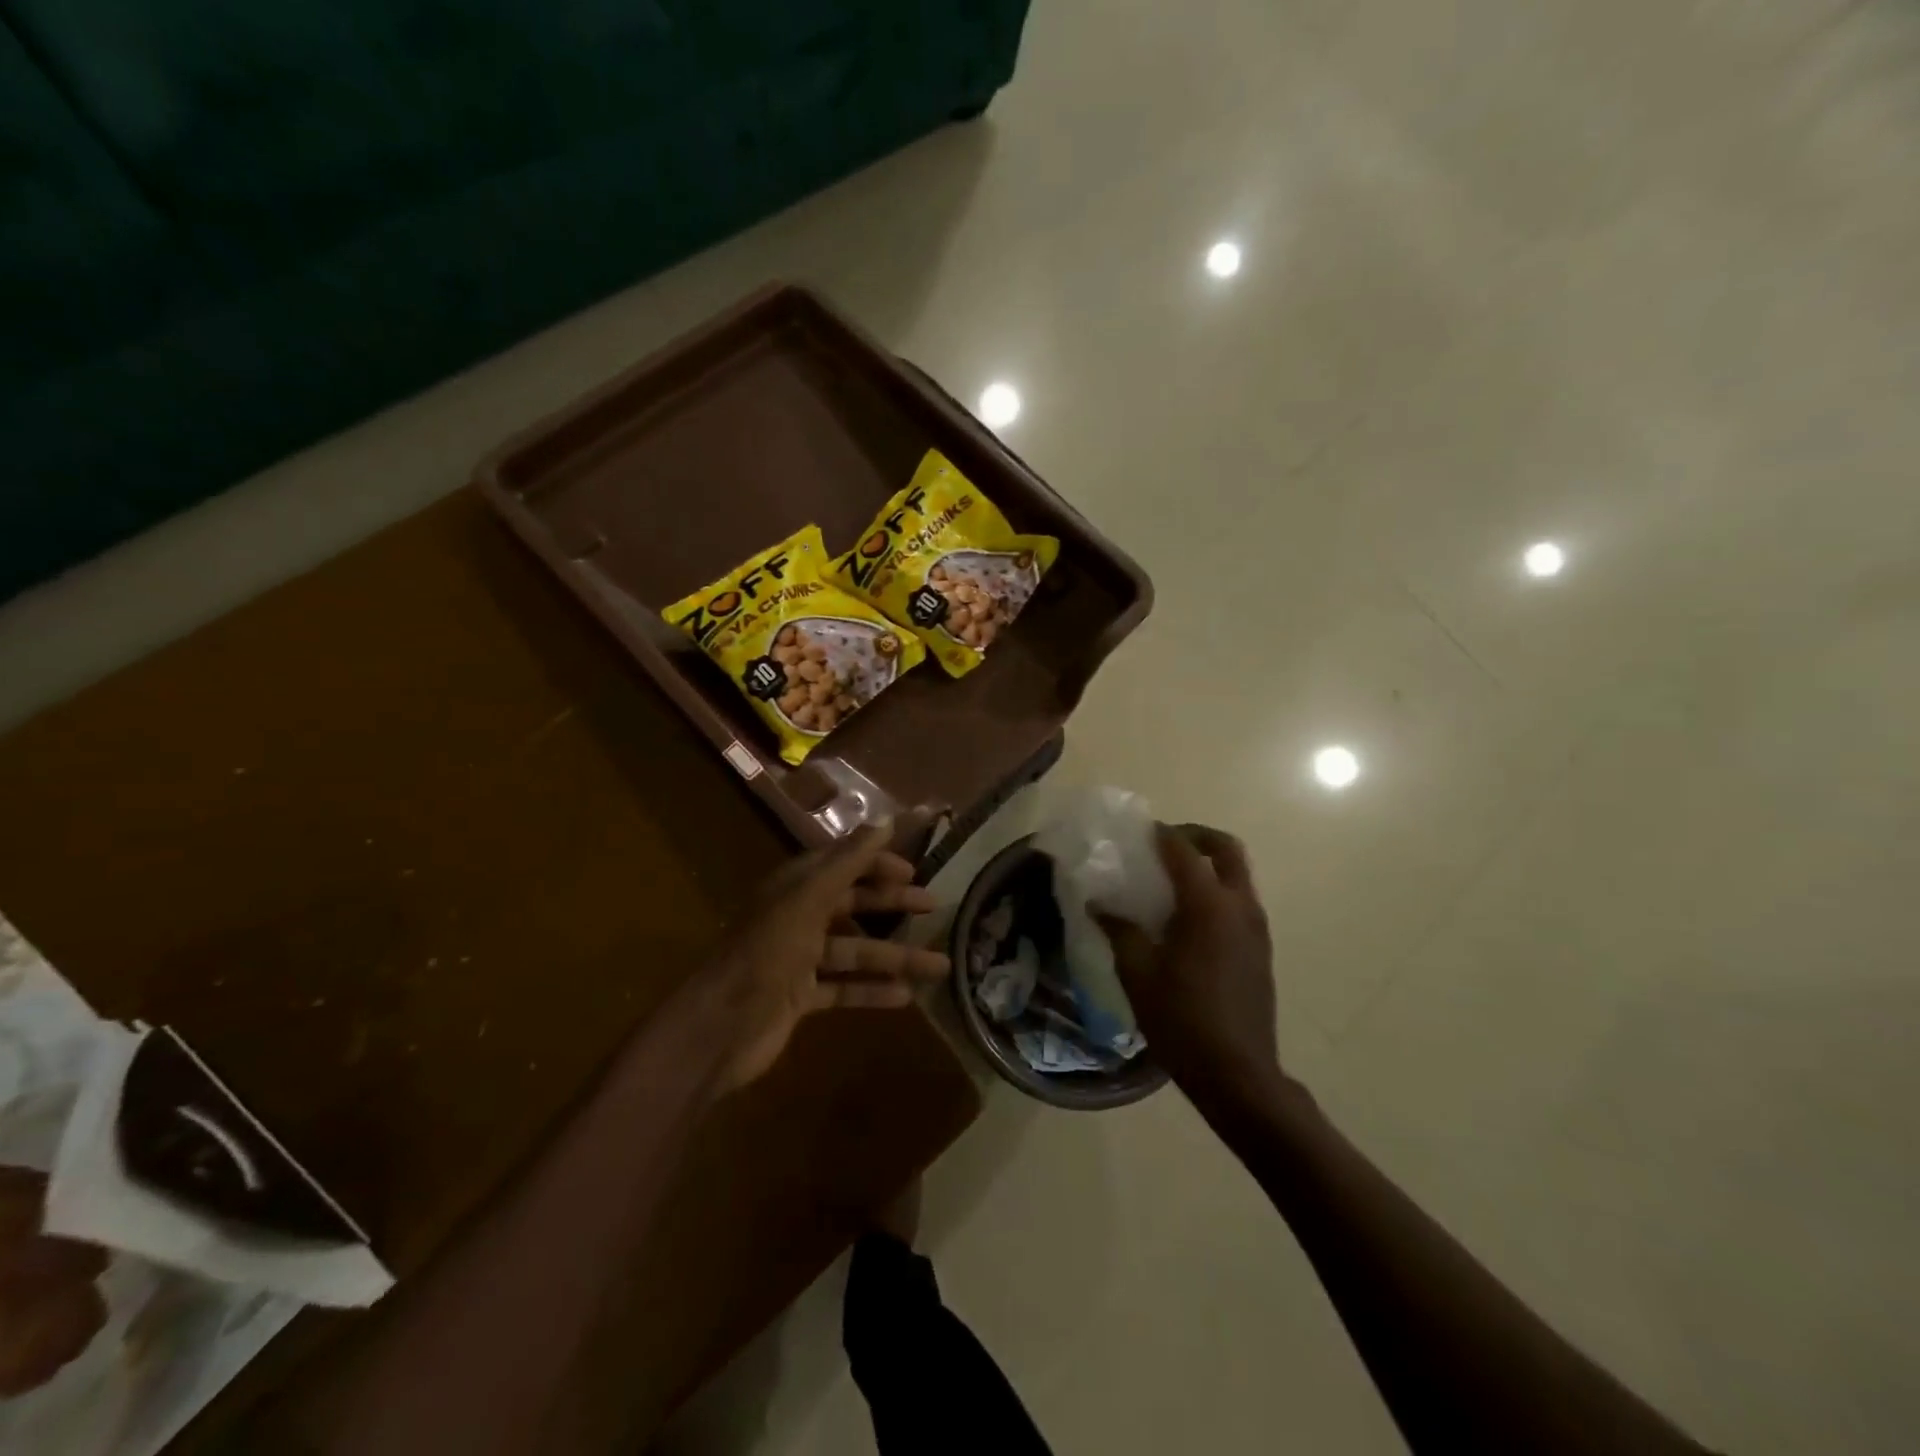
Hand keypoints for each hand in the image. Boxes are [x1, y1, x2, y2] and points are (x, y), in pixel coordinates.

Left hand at [701, 823, 949, 1091]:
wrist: (719, 1027)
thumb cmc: (767, 953)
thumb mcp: (809, 899)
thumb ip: (848, 861)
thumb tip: (886, 821)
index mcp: (795, 888)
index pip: (842, 863)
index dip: (876, 863)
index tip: (914, 869)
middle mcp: (798, 917)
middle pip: (852, 904)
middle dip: (892, 903)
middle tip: (934, 907)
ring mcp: (799, 960)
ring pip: (856, 951)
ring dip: (895, 956)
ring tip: (939, 965)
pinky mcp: (801, 998)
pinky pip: (845, 988)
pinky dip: (872, 990)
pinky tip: (906, 997)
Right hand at [1099, 824, 1281, 1106]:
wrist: (1237, 1073)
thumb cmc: (1181, 1019)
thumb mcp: (1138, 973)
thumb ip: (1119, 930)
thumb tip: (1098, 904)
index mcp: (1207, 905)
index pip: (1183, 850)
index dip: (1160, 835)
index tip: (1138, 832)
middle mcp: (1239, 906)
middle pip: (1227, 849)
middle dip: (1197, 837)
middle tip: (1166, 844)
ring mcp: (1257, 927)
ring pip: (1239, 874)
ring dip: (1209, 864)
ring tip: (1172, 880)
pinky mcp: (1262, 948)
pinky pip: (1241, 900)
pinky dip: (1218, 890)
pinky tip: (1189, 918)